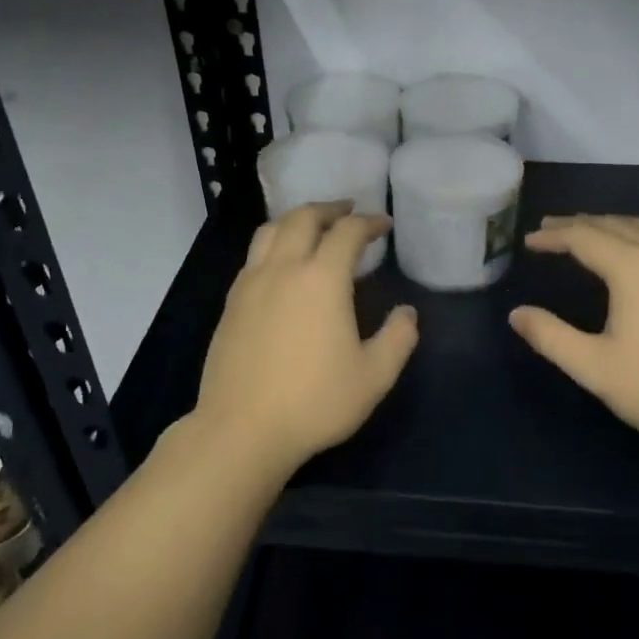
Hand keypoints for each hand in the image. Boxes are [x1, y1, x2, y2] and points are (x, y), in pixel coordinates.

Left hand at [190, 202, 418, 481]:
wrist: (242, 429)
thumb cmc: (314, 402)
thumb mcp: (373, 377)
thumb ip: (398, 339)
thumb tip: (407, 313)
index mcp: (322, 279)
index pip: (347, 232)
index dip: (369, 222)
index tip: (383, 225)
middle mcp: (283, 269)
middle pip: (303, 218)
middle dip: (330, 209)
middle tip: (349, 212)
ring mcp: (251, 283)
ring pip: (271, 230)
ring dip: (296, 220)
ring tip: (313, 227)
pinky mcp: (231, 303)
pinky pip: (254, 255)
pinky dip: (274, 244)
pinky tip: (282, 265)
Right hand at [508, 215, 638, 460]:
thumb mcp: (595, 367)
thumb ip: (551, 337)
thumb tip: (517, 315)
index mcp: (633, 268)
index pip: (584, 237)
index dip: (554, 236)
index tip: (529, 240)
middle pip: (614, 225)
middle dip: (579, 224)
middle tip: (550, 228)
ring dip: (611, 225)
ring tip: (589, 232)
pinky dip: (637, 236)